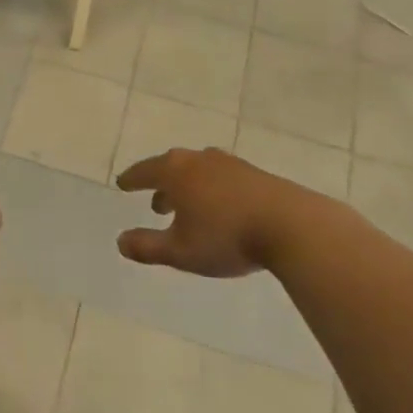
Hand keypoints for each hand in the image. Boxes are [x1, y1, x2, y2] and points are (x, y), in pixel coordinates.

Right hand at [115, 147, 347, 276]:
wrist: (291, 226)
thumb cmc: (226, 237)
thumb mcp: (180, 252)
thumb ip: (147, 247)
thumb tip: (120, 241)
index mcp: (175, 172)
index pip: (144, 171)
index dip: (132, 180)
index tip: (122, 184)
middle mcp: (198, 160)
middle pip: (171, 167)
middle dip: (161, 185)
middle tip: (155, 204)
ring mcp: (229, 164)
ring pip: (198, 171)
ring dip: (188, 188)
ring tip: (188, 208)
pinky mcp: (254, 174)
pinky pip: (221, 177)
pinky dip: (211, 189)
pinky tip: (220, 209)